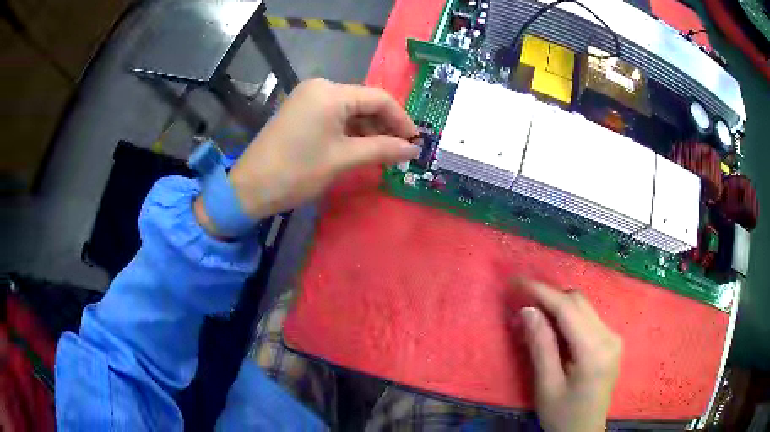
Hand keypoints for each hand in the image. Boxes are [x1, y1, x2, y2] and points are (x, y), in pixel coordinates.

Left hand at [226, 78, 418, 219]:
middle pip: (364, 102)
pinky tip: (361, 148)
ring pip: (350, 110)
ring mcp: (308, 98)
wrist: (250, 187)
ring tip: (384, 154)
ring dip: (369, 130)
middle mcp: (320, 87)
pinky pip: (334, 116)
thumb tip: (414, 150)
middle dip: (385, 126)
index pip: (379, 98)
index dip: (402, 120)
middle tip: (402, 151)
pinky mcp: (301, 111)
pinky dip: (350, 131)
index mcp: (331, 93)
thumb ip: (383, 149)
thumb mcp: (343, 159)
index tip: (416, 143)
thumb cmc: (297, 171)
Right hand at [515, 279, 621, 431]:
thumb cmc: (562, 415)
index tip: (517, 281)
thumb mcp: (546, 386)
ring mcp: (614, 337)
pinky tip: (554, 331)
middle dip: (549, 298)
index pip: (568, 309)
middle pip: (578, 302)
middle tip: (522, 306)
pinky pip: (588, 318)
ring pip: (583, 307)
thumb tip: (528, 309)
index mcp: (595, 350)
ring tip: (535, 318)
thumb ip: (540, 346)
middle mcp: (610, 336)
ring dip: (558, 307)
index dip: (542, 292)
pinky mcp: (611, 341)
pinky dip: (568, 317)